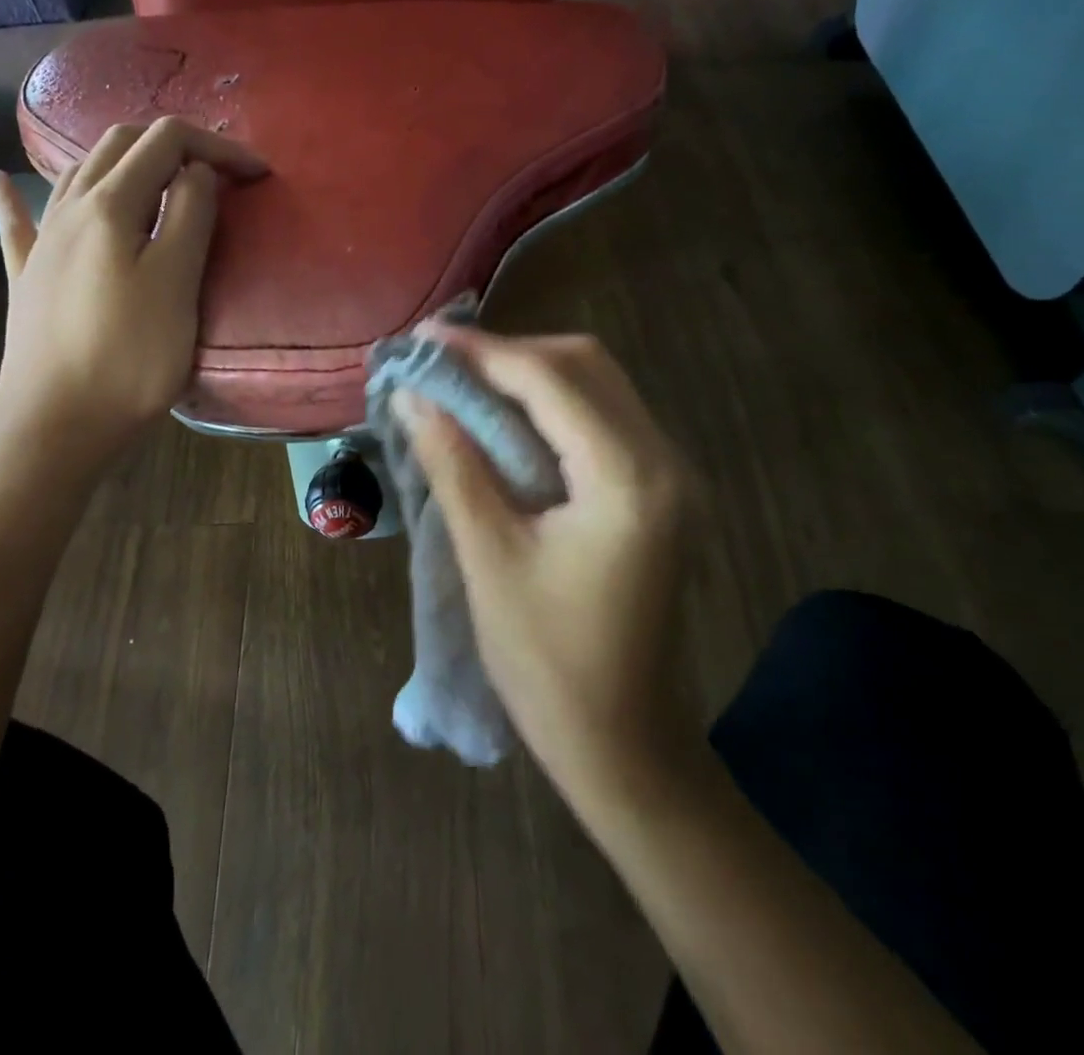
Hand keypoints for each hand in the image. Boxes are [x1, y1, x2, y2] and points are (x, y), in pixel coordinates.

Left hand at [0, 117, 265, 462]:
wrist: (55, 426)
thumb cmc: (127, 358)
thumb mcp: (176, 283)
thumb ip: (190, 215)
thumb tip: (195, 170)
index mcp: (110, 204)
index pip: (166, 141)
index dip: (217, 146)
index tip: (257, 176)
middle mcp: (70, 208)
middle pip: (120, 144)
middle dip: (175, 145)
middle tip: (218, 175)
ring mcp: (42, 242)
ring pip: (78, 172)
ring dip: (125, 160)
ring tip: (161, 177)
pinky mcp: (27, 277)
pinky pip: (20, 220)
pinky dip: (16, 194)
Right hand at [398, 329, 699, 806]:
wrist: (624, 745)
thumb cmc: (548, 662)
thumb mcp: (489, 558)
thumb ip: (453, 464)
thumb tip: (413, 396)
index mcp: (628, 479)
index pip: (550, 380)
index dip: (482, 352)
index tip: (423, 338)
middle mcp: (665, 461)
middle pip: (585, 366)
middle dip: (509, 353)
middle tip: (441, 361)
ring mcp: (670, 475)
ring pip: (597, 386)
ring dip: (530, 373)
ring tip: (463, 380)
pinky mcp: (658, 491)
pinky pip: (602, 418)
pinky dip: (550, 404)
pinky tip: (504, 416)